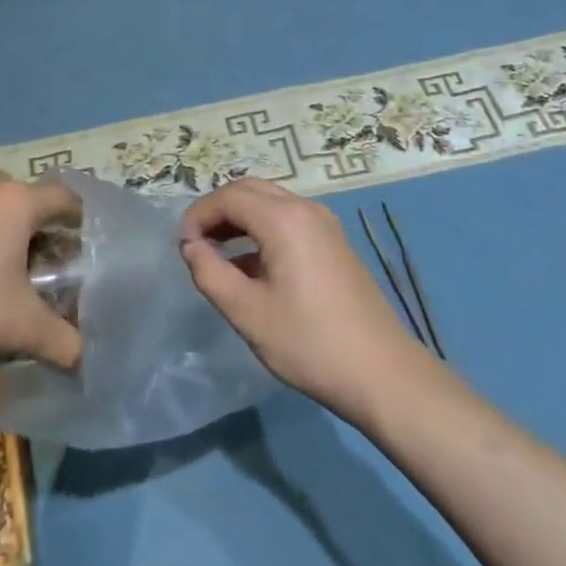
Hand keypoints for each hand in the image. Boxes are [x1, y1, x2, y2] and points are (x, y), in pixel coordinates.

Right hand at [180, 178, 427, 422]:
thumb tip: (191, 246)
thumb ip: (210, 273)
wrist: (383, 374)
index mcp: (284, 219)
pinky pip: (288, 220)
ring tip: (216, 254)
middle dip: (218, 211)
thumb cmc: (309, 343)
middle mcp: (306, 209)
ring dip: (239, 219)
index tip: (182, 246)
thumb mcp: (248, 312)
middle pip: (250, 190)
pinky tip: (250, 267)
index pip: (229, 196)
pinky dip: (261, 230)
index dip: (199, 214)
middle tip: (196, 244)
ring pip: (270, 203)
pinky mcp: (334, 243)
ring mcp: (325, 224)